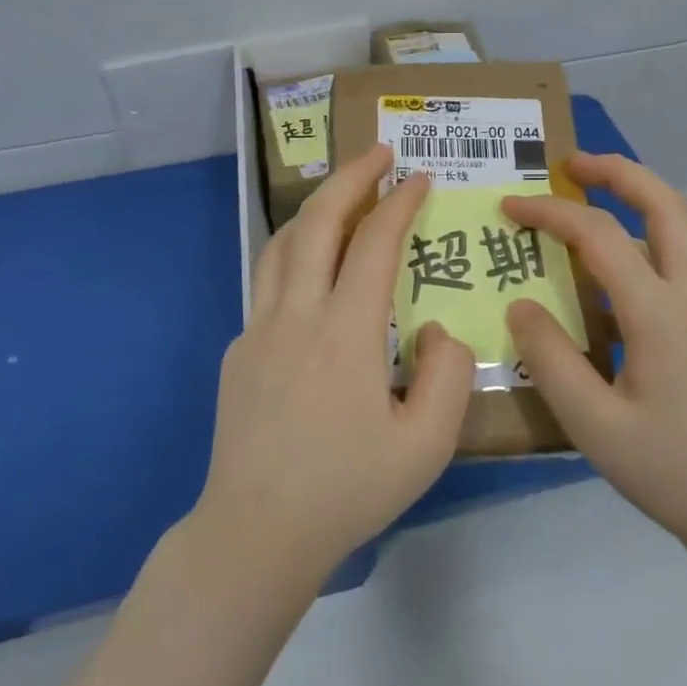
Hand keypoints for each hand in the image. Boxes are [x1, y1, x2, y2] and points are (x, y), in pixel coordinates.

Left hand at [195, 144, 474, 583]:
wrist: (256, 532)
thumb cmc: (347, 490)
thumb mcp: (427, 444)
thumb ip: (448, 375)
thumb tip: (435, 329)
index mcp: (345, 331)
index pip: (374, 243)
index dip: (400, 202)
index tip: (421, 177)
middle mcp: (297, 314)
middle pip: (318, 222)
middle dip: (351, 177)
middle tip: (378, 152)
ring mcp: (258, 329)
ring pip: (283, 244)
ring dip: (316, 208)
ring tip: (343, 195)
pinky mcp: (238, 350)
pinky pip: (268, 282)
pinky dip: (295, 254)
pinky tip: (312, 272)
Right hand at [502, 154, 686, 562]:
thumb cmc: (674, 473)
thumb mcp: (594, 425)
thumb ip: (550, 359)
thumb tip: (521, 304)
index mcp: (659, 313)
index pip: (599, 235)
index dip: (550, 212)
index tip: (508, 208)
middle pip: (665, 204)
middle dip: (617, 172)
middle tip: (571, 164)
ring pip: (675, 230)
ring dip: (632, 201)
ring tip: (584, 202)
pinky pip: (672, 263)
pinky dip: (638, 240)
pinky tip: (606, 273)